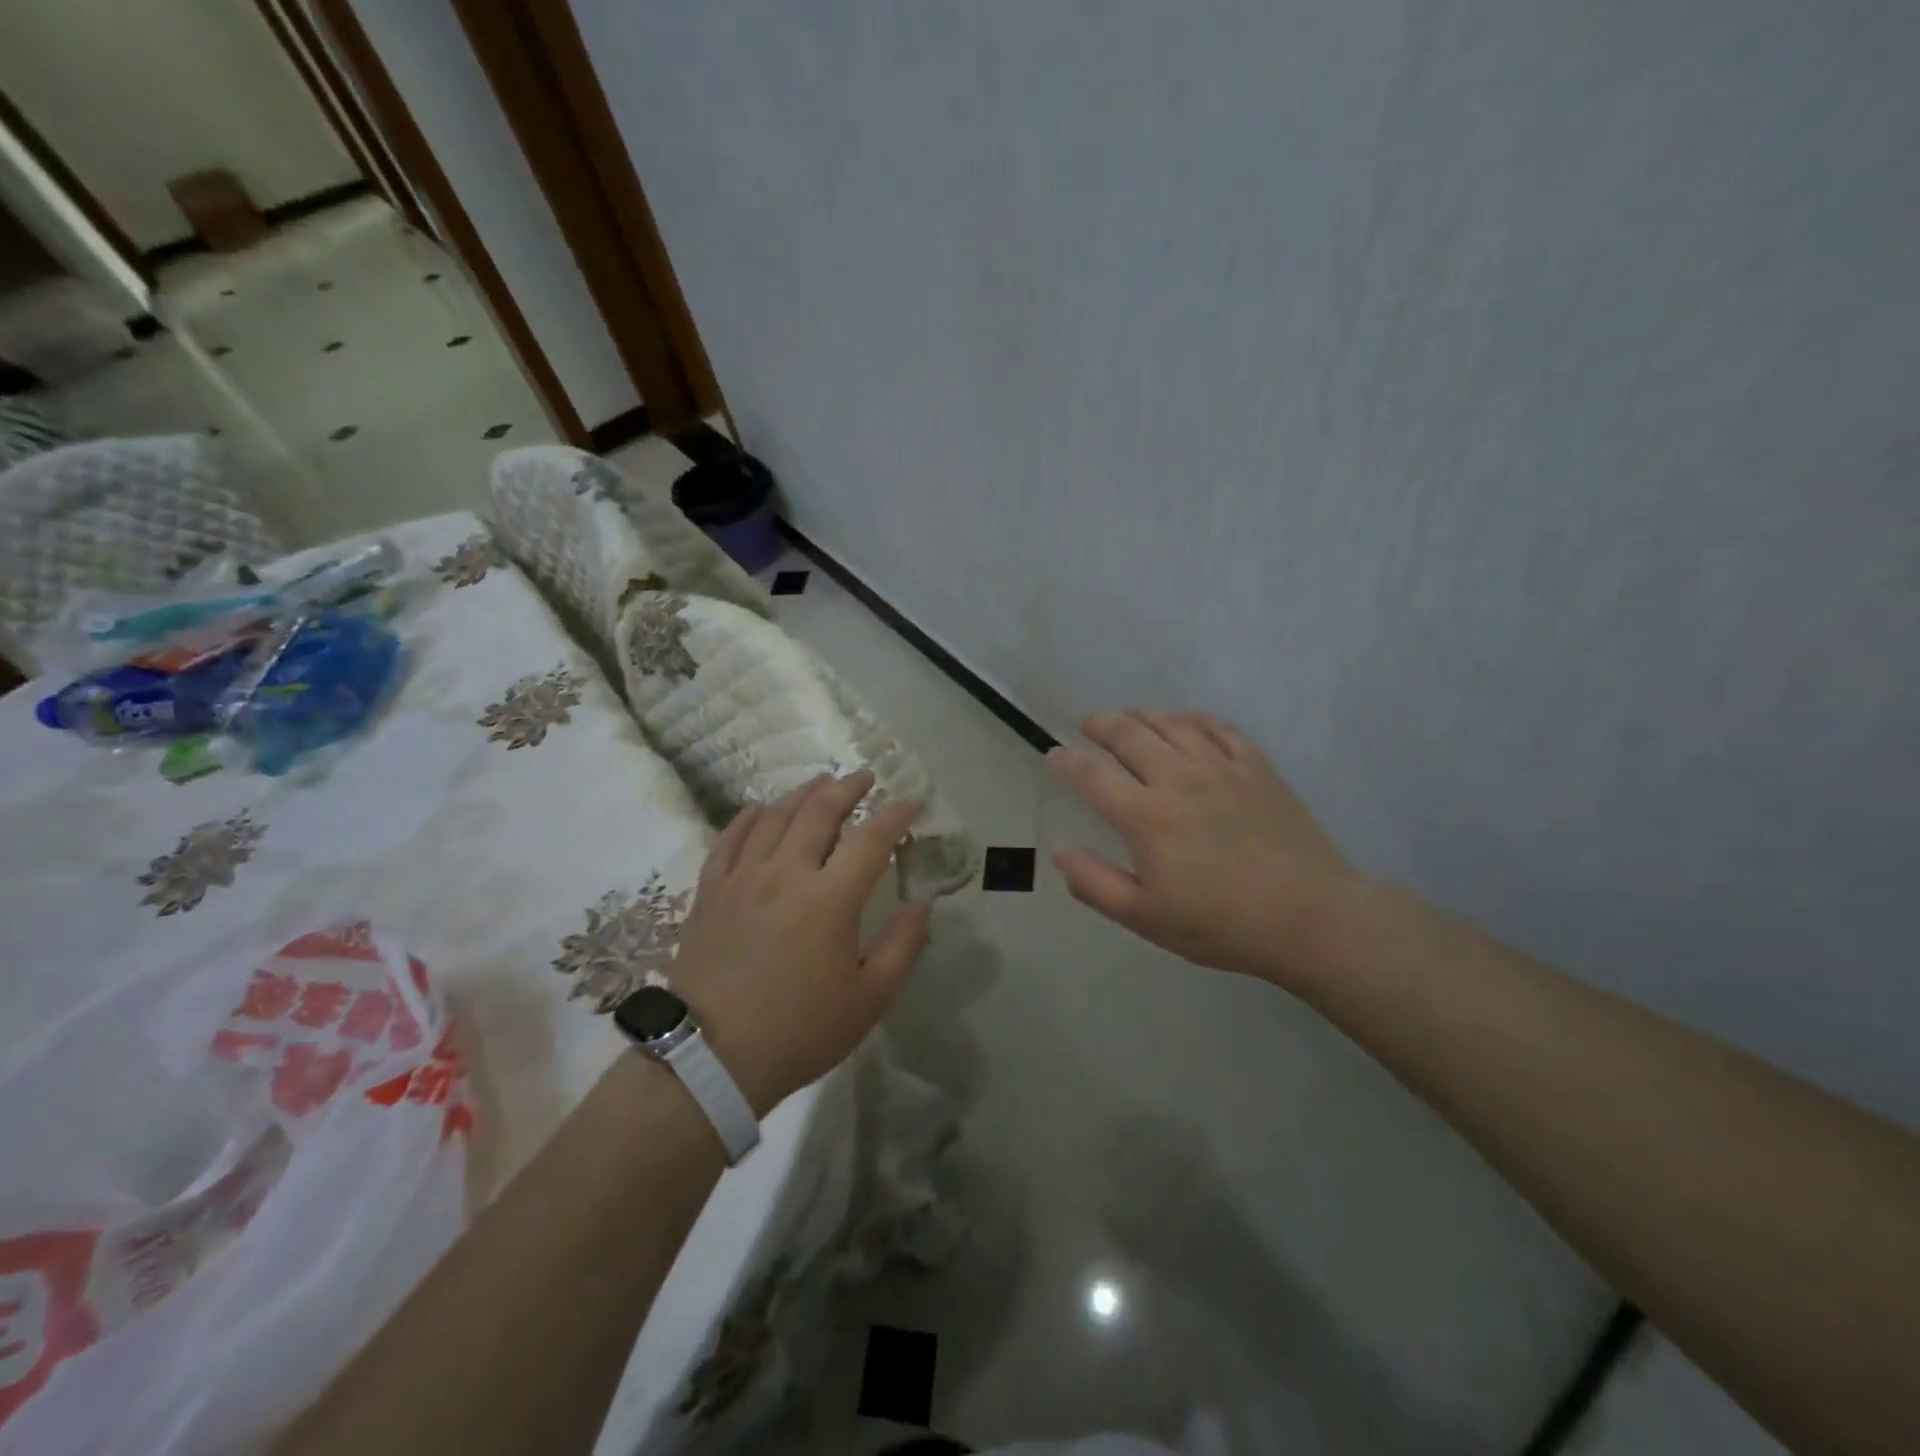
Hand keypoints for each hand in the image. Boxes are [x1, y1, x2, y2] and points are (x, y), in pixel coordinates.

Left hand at [666, 772, 930, 1115]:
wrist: (712, 1059)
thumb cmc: (800, 1031)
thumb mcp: (870, 998)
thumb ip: (904, 944)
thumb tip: (924, 902)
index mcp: (831, 899)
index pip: (871, 839)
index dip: (894, 816)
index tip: (908, 805)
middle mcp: (787, 873)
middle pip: (819, 812)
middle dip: (847, 788)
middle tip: (865, 777)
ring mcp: (743, 878)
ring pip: (775, 816)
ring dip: (802, 793)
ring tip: (820, 783)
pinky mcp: (710, 891)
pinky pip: (730, 839)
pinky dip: (748, 816)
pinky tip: (760, 807)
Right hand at [1047, 711, 1359, 988]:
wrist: (1308, 917)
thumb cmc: (1220, 924)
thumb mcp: (1144, 917)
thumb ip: (1094, 883)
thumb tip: (1059, 851)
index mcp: (1145, 816)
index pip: (1092, 775)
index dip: (1066, 761)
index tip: (1054, 755)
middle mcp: (1178, 779)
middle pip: (1130, 734)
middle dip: (1102, 725)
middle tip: (1089, 725)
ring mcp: (1221, 768)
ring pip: (1173, 723)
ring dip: (1143, 715)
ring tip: (1130, 718)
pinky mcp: (1257, 768)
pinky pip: (1220, 728)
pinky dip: (1195, 719)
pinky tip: (1187, 723)